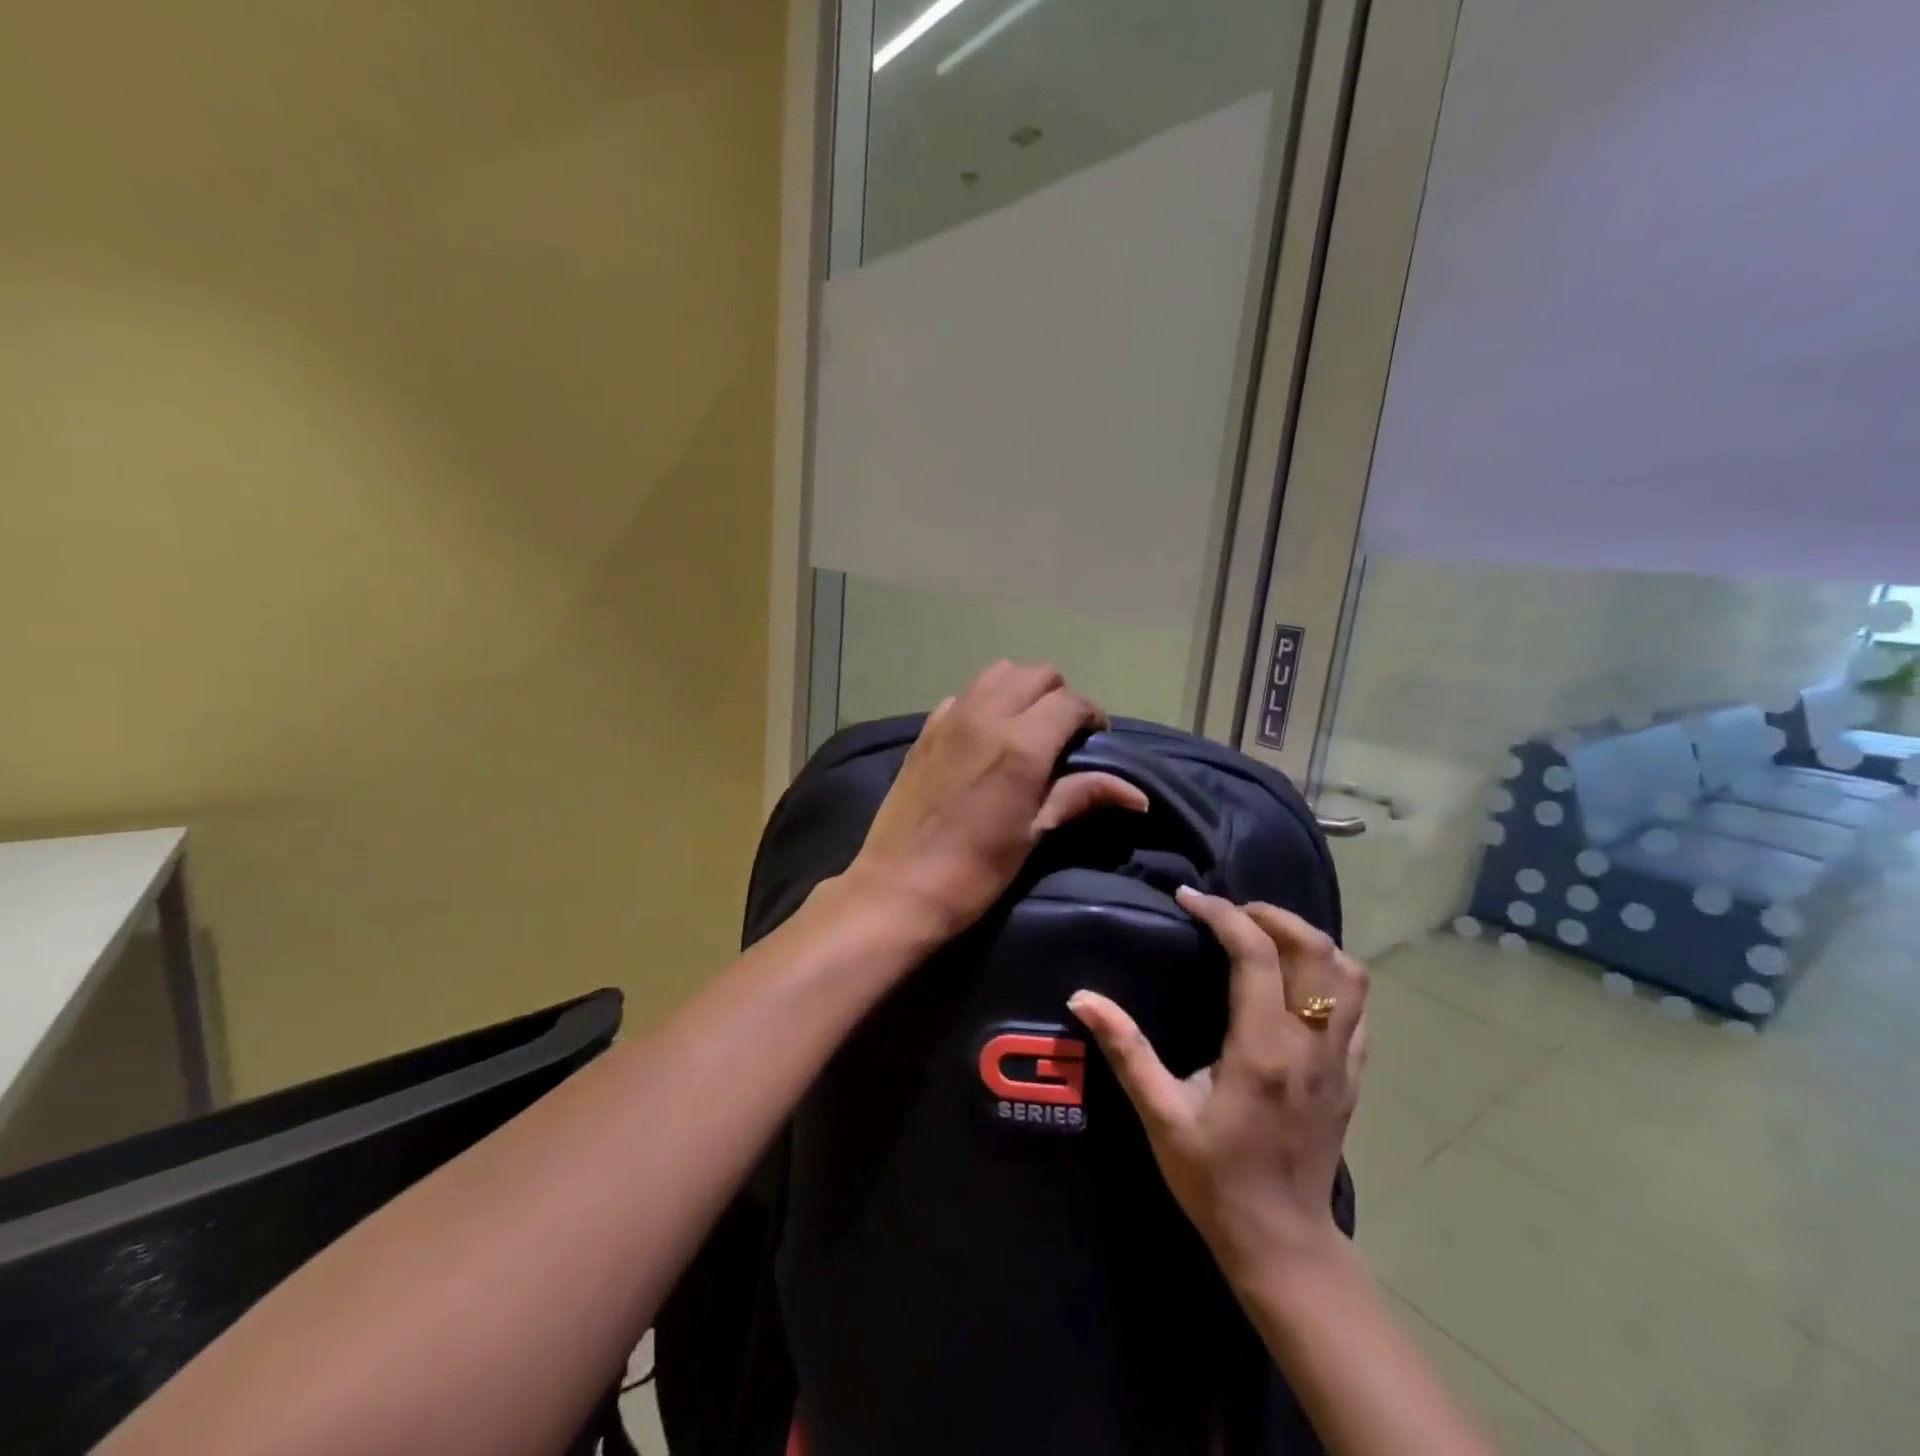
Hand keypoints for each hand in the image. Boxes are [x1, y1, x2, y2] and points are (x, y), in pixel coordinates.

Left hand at [842, 661, 1148, 938]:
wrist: (900, 886)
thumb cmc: (976, 869)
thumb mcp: (1034, 833)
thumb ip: (1081, 796)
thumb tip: (1138, 796)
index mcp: (1021, 743)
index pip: (1071, 703)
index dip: (1091, 717)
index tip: (1094, 742)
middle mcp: (987, 716)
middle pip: (1037, 674)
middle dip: (1059, 697)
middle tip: (1062, 736)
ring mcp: (951, 718)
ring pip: (998, 673)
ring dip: (1021, 690)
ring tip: (1026, 728)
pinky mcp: (926, 729)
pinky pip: (965, 695)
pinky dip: (984, 703)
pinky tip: (984, 737)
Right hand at [1070, 889, 1368, 1287]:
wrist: (1283, 1242)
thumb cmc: (1215, 1179)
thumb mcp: (1161, 1116)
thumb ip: (1126, 1051)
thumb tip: (1081, 998)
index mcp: (1262, 1048)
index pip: (1256, 953)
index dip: (1223, 914)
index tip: (1189, 899)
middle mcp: (1311, 1044)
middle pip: (1314, 948)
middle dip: (1270, 914)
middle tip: (1227, 911)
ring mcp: (1340, 1060)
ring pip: (1348, 973)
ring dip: (1308, 939)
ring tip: (1265, 935)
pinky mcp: (1353, 1076)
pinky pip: (1359, 1007)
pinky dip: (1333, 974)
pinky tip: (1299, 980)